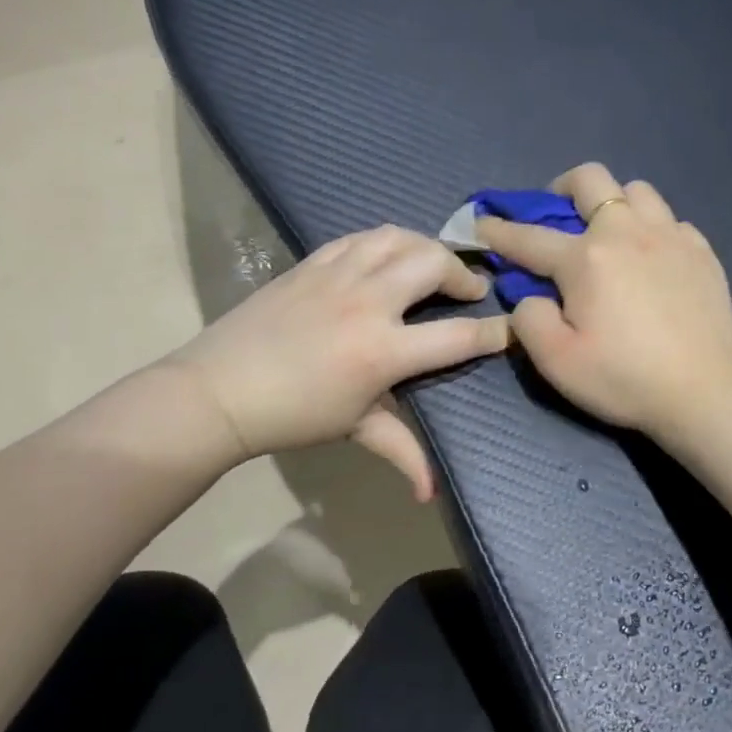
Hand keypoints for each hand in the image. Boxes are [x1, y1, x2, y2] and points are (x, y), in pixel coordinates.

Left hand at [169, 226, 508, 498]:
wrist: (219, 391)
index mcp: (382, 351)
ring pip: (398, 238)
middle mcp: (367, 302)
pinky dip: (385, 241)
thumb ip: (401, 451)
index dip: (494, 332)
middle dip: (463, 274)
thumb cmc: (292, 416)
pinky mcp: (312, 263)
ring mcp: (338, 275)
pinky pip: (360, 238)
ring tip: (433, 265)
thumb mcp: (354, 429)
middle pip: (433, 264)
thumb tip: (431, 494)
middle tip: (469, 291)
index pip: (456, 336)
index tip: (513, 327)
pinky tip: (388, 255)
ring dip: (426, 247)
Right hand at [477, 163, 731, 441]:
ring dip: (613, 202)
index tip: (481, 222)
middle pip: (590, 179)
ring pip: (637, 190)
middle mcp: (627, 233)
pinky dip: (653, 229)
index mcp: (586, 259)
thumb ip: (529, 319)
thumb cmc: (624, 379)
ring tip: (610, 234)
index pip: (529, 237)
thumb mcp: (556, 362)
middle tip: (557, 215)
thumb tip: (532, 296)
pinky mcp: (702, 251)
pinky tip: (652, 258)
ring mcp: (671, 237)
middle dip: (562, 188)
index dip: (499, 230)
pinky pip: (671, 220)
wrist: (704, 393)